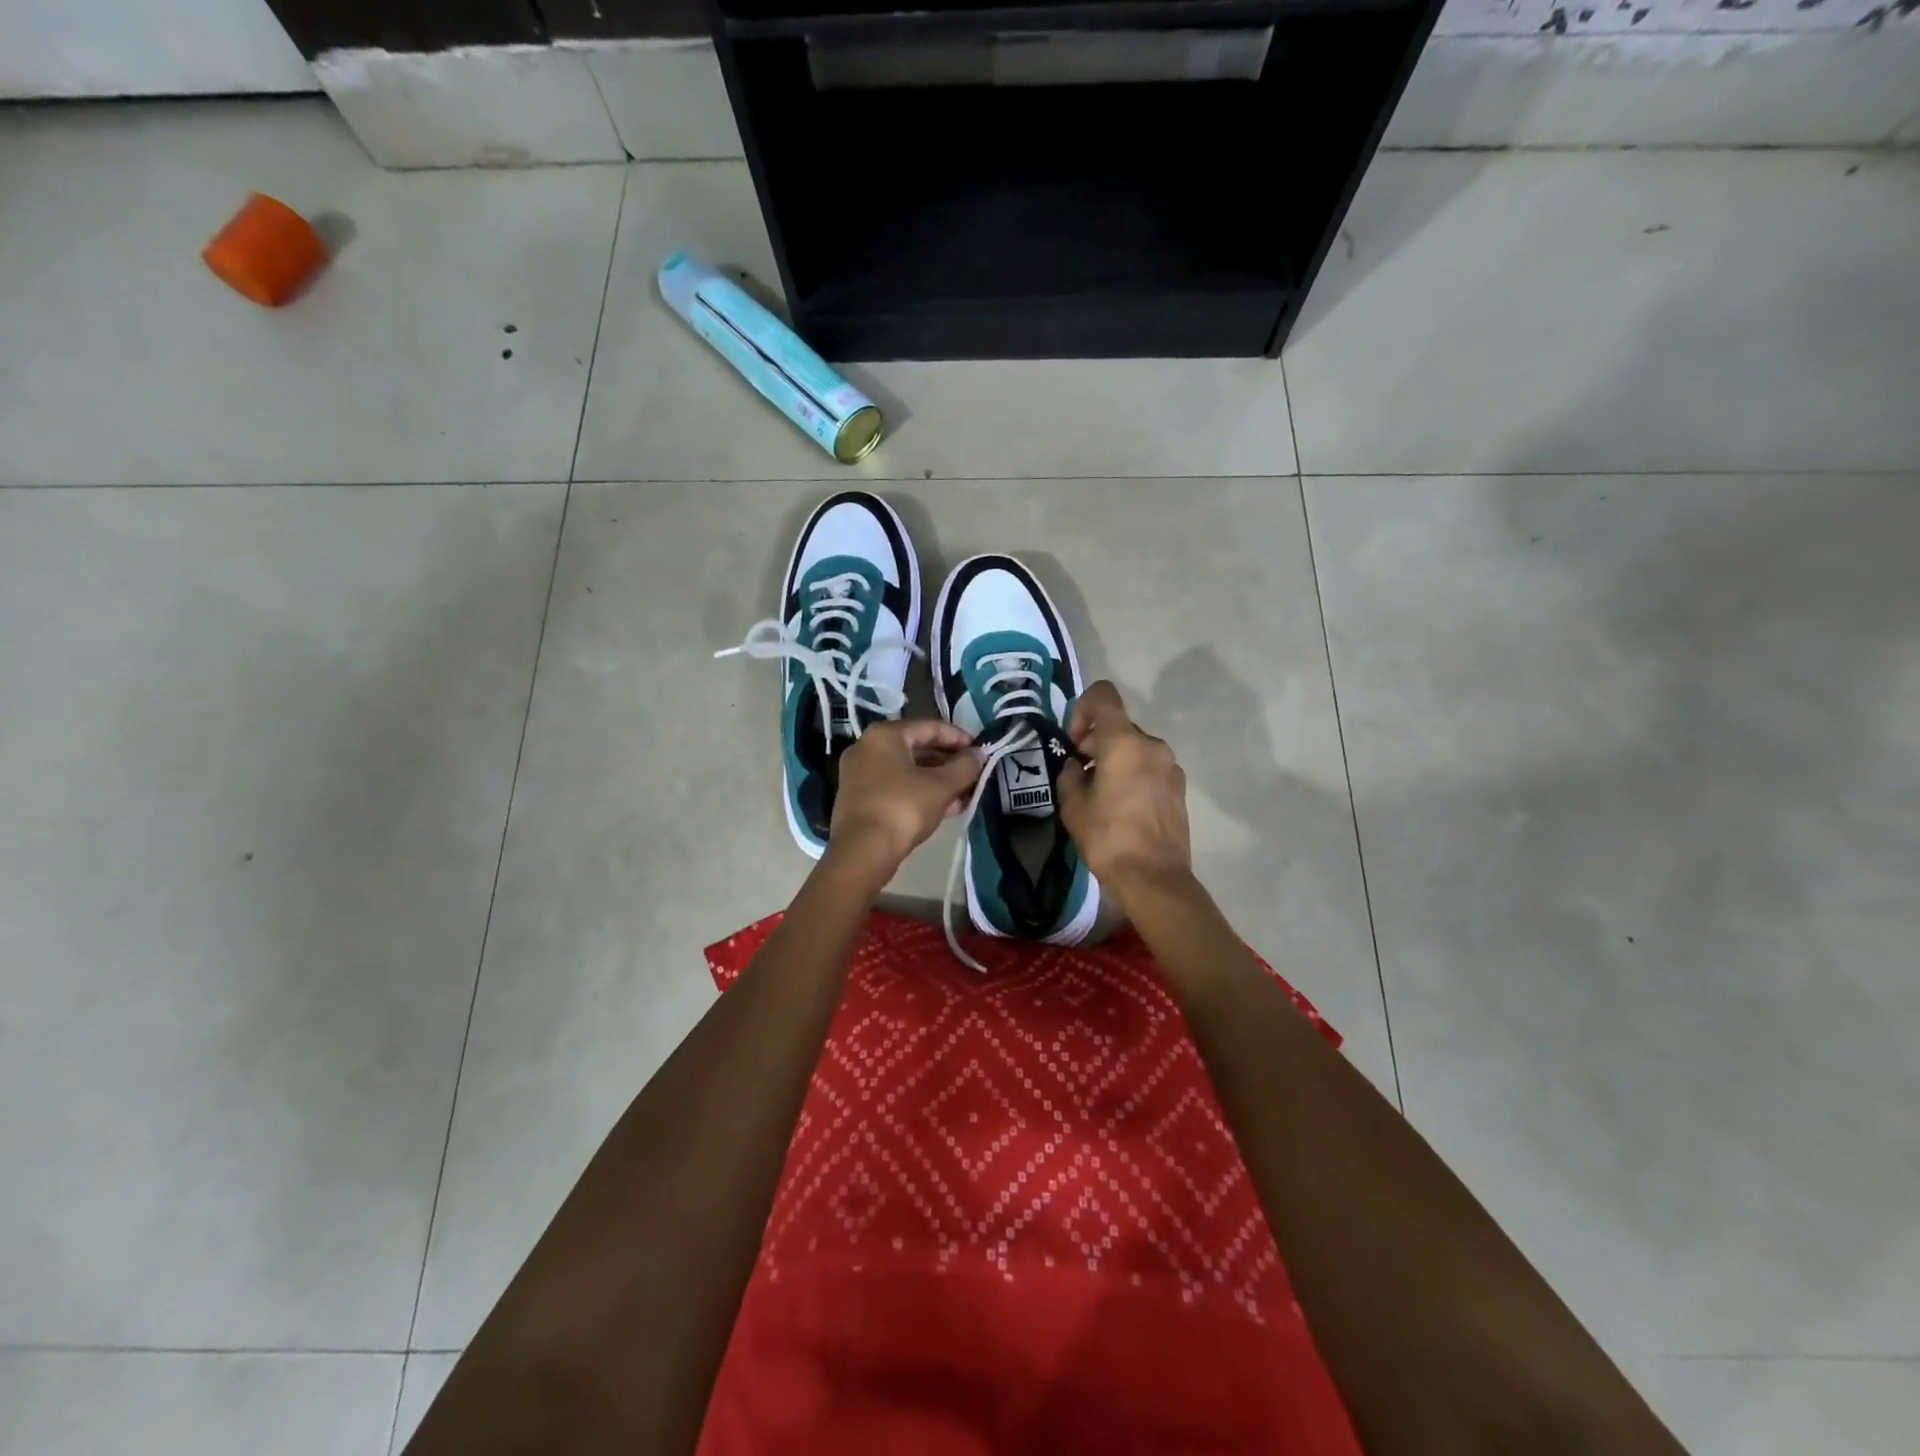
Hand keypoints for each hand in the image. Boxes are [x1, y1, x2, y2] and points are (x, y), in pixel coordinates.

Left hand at [826, 720, 982, 885]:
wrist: (862, 852)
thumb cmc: (903, 808)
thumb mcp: (941, 786)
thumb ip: (965, 767)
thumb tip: (979, 755)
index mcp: (885, 734)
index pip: (930, 727)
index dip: (959, 738)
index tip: (980, 751)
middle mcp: (867, 747)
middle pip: (917, 747)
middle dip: (949, 762)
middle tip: (973, 774)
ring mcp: (859, 773)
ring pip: (907, 769)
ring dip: (937, 780)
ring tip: (964, 794)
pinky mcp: (858, 797)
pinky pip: (895, 785)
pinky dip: (919, 791)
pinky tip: (944, 807)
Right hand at [1055, 681, 1192, 901]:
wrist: (1153, 877)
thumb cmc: (1107, 836)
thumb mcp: (1072, 803)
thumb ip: (1070, 773)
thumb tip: (1077, 765)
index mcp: (1124, 741)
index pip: (1103, 695)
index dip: (1082, 708)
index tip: (1074, 742)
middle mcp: (1152, 745)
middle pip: (1118, 726)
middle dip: (1095, 744)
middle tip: (1079, 777)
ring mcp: (1171, 766)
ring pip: (1134, 749)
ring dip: (1114, 761)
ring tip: (1101, 796)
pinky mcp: (1179, 788)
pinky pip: (1149, 768)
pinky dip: (1132, 775)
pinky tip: (1122, 808)